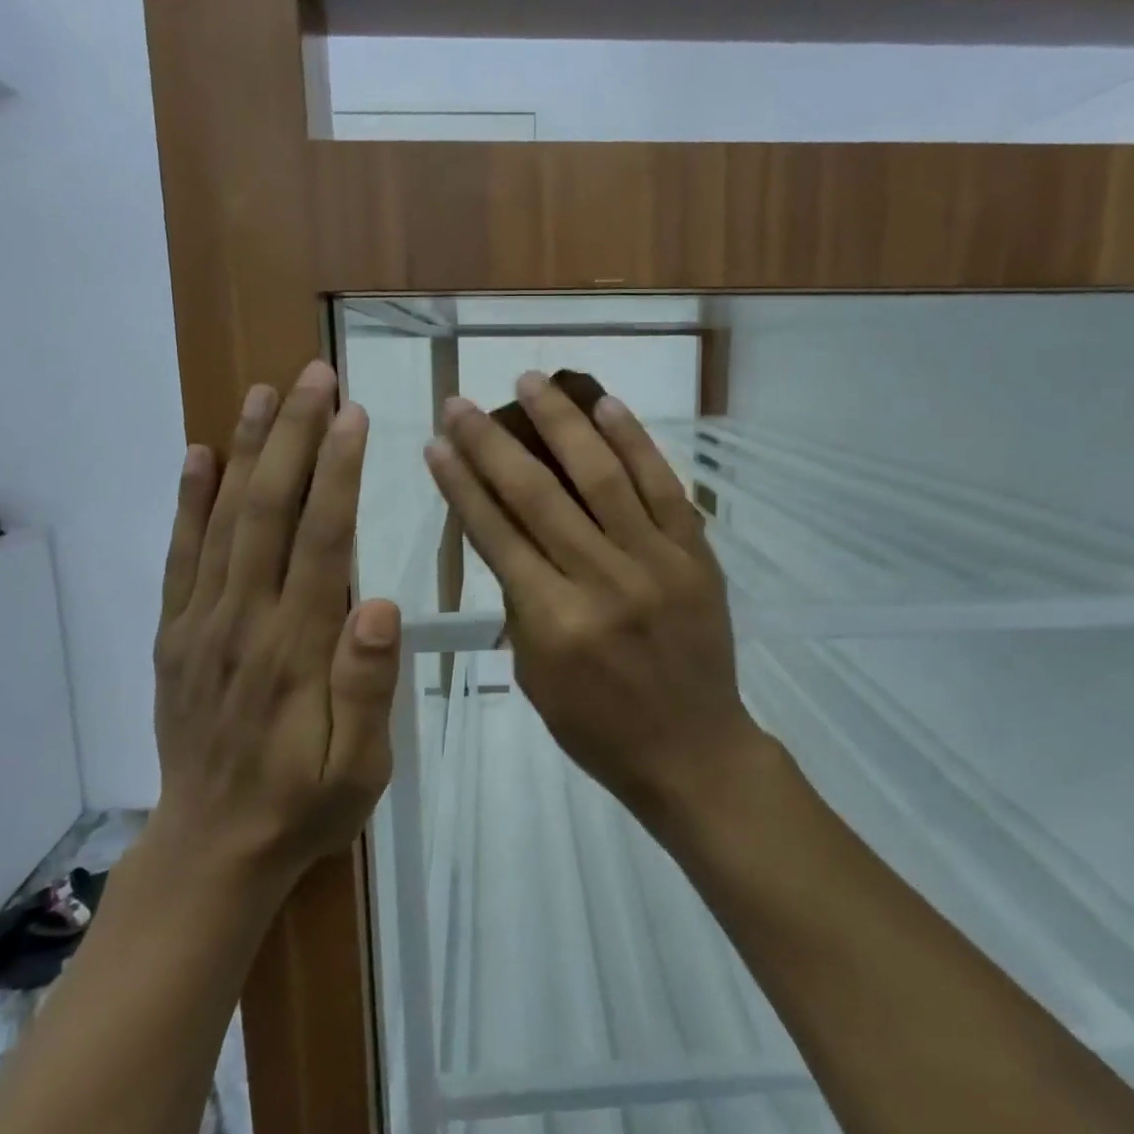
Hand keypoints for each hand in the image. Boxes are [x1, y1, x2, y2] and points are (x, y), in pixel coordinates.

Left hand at [151, 360, 400, 886]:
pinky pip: (179, 556)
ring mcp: (200, 624)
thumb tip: (381, 604)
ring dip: (245, 450)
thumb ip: (367, 687)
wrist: (212, 851)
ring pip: (222, 520)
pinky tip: (199, 455)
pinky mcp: (175, 634)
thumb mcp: (359, 768)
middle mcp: (242, 621)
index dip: (337, 472)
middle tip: (312, 375)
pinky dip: (187, 501)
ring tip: (262, 392)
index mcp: (295, 649)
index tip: (352, 414)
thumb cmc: (303, 805)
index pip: (320, 541)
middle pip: (268, 511)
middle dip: (292, 437)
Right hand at [424, 372, 770, 830]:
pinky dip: (634, 442)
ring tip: (531, 381)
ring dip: (562, 423)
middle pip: (538, 495)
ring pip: (602, 476)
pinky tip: (605, 405)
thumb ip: (520, 604)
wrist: (694, 751)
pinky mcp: (695, 553)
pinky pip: (663, 486)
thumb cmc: (600, 729)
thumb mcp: (536, 677)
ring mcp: (655, 562)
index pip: (496, 535)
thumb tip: (507, 536)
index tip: (437, 443)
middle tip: (462, 402)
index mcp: (553, 622)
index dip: (462, 484)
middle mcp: (602, 581)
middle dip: (492, 442)